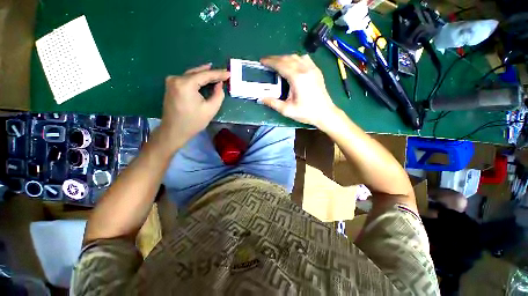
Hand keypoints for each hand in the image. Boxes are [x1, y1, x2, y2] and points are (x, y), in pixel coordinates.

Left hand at [159, 64, 229, 148]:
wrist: (174, 131)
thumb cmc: (193, 122)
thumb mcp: (211, 109)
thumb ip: (218, 95)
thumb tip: (219, 84)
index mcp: (185, 84)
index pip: (205, 75)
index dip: (218, 74)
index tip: (228, 73)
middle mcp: (176, 79)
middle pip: (197, 73)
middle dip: (211, 73)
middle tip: (224, 73)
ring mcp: (171, 81)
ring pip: (191, 74)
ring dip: (204, 75)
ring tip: (216, 74)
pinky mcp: (171, 86)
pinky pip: (187, 79)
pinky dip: (197, 78)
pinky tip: (204, 78)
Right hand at [259, 54, 337, 127]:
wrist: (325, 113)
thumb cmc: (306, 112)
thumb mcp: (287, 110)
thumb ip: (273, 103)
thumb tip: (261, 98)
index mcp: (297, 78)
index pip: (281, 64)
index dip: (270, 62)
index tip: (262, 61)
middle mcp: (305, 69)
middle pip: (288, 58)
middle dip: (276, 58)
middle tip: (267, 62)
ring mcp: (313, 68)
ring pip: (296, 56)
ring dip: (285, 58)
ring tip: (278, 64)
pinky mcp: (317, 71)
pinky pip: (304, 59)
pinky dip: (295, 59)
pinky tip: (292, 65)